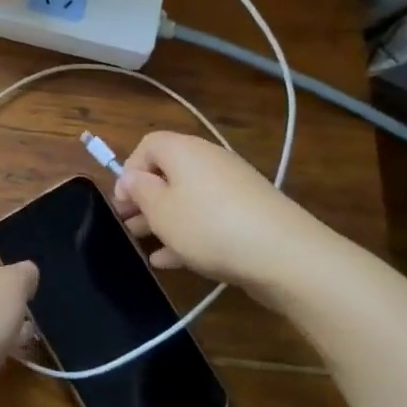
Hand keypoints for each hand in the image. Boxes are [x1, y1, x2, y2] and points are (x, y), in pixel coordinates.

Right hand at [112, 132, 342, 301]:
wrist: (286, 255)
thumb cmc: (209, 226)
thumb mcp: (162, 210)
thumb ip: (140, 191)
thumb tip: (131, 177)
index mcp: (184, 151)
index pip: (148, 145)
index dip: (129, 171)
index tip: (121, 201)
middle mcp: (209, 161)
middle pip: (168, 173)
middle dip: (145, 199)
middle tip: (127, 225)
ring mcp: (232, 188)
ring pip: (187, 198)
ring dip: (163, 220)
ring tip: (143, 245)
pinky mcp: (248, 214)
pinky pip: (208, 218)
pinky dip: (188, 234)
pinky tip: (170, 261)